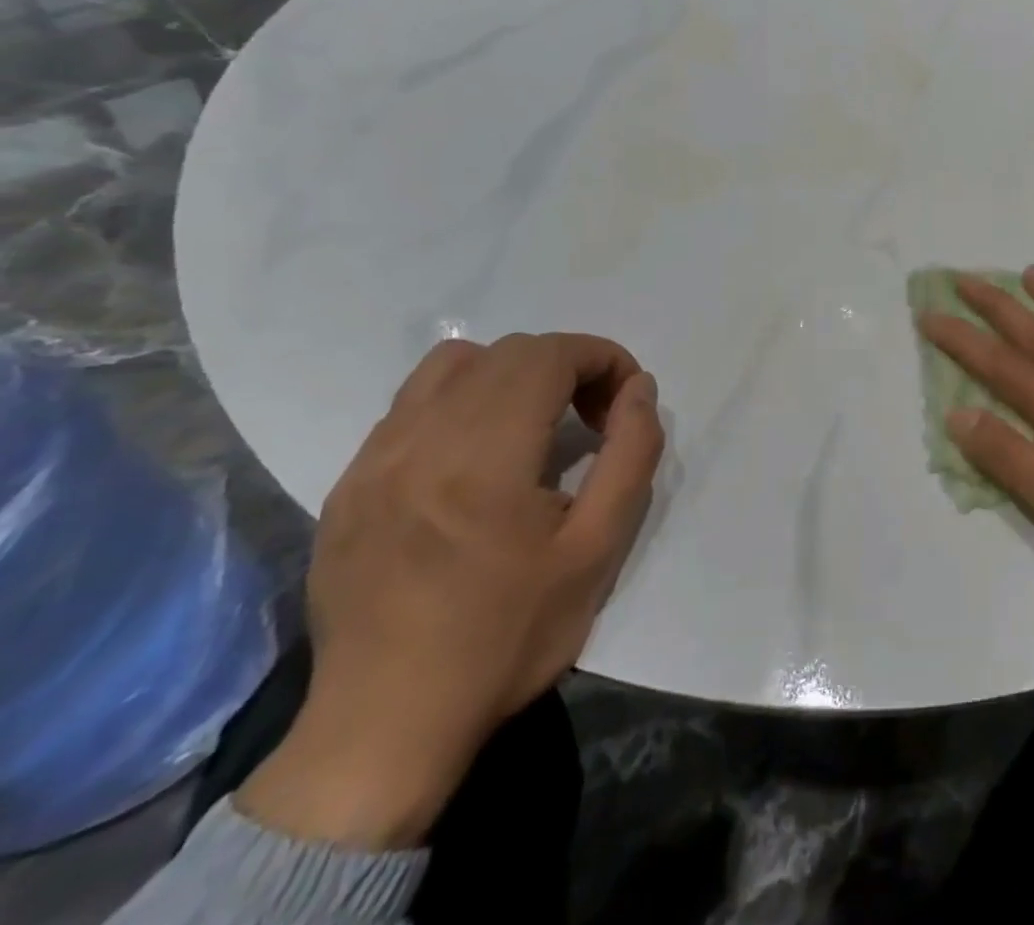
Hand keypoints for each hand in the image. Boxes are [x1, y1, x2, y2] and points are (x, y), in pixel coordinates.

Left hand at [237, 333, 663, 847]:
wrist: (386, 728)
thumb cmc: (508, 637)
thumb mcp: (599, 548)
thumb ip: (632, 453)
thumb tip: (638, 389)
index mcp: (484, 458)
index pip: (550, 356)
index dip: (602, 358)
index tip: (625, 399)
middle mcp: (420, 442)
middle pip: (508, 352)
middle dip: (567, 365)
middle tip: (593, 416)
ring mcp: (373, 461)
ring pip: (452, 365)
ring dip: (512, 374)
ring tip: (534, 425)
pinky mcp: (348, 485)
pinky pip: (411, 405)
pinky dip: (462, 402)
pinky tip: (477, 456)